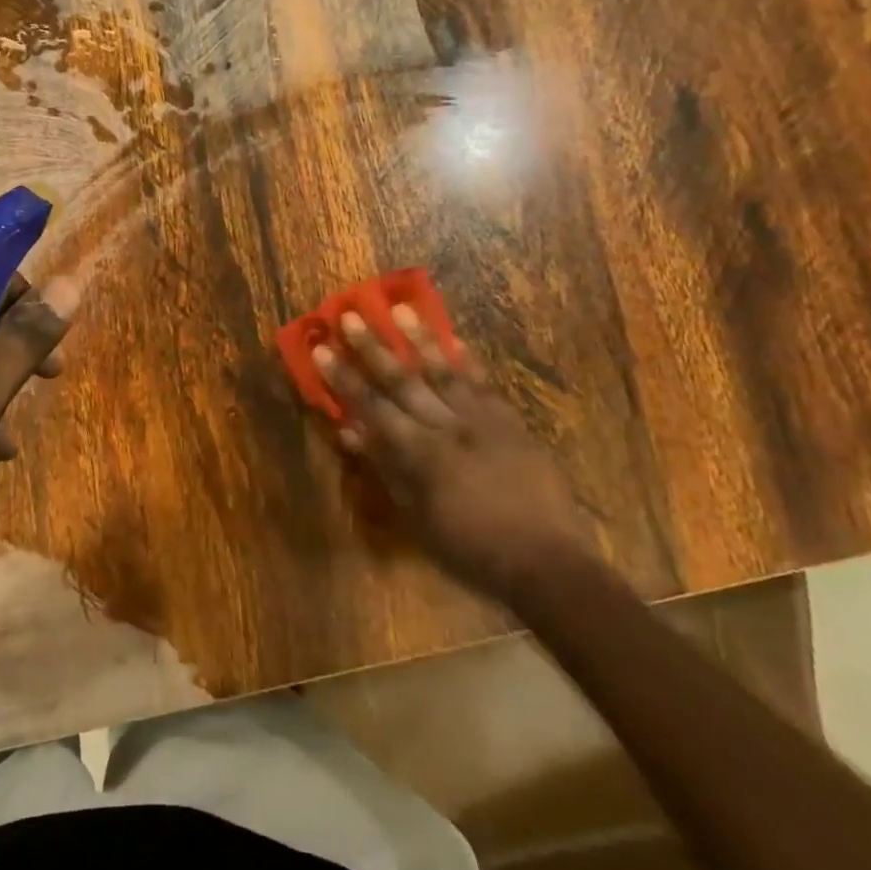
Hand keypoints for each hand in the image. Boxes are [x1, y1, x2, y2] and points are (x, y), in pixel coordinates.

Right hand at [313, 306, 584, 594]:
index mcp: (420, 455)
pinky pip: (486, 384)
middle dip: (373, 347)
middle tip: (351, 315)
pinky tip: (457, 339)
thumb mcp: (418, 519)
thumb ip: (387, 470)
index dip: (344, 378)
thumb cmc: (472, 550)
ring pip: (445, 372)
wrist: (547, 562)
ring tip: (401, 308)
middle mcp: (448, 427)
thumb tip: (352, 432)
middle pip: (403, 381)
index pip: (372, 407)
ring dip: (420, 339)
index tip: (322, 349)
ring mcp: (483, 421)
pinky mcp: (511, 423)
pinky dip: (470, 362)